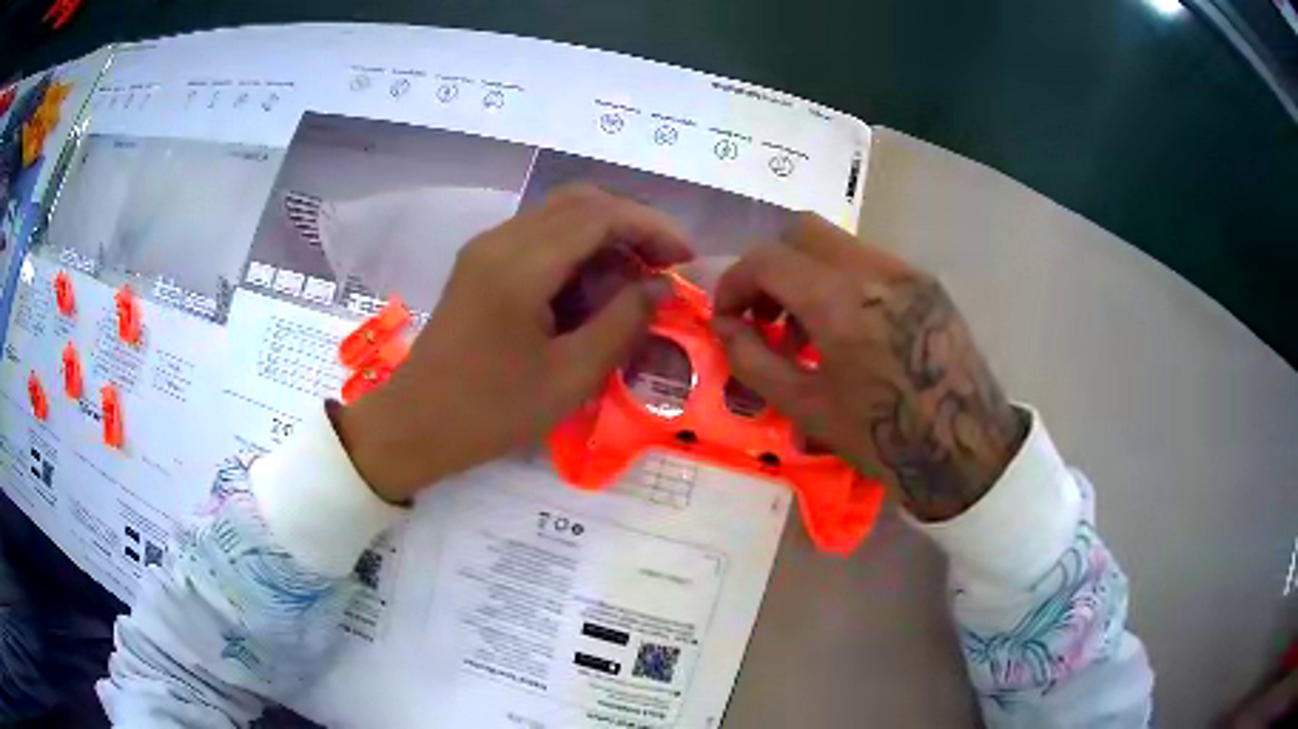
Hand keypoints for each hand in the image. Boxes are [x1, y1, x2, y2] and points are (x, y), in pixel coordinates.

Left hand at [334, 185, 692, 502]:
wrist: (416, 424)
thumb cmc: (491, 412)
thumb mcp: (570, 377)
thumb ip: (623, 323)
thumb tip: (661, 286)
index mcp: (521, 265)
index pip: (600, 215)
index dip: (651, 229)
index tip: (685, 261)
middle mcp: (501, 240)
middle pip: (581, 201)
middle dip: (632, 225)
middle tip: (664, 267)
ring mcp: (485, 248)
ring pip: (559, 214)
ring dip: (604, 235)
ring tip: (635, 280)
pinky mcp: (479, 263)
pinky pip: (538, 236)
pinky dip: (575, 249)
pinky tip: (592, 287)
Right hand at [712, 213, 1025, 521]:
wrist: (965, 449)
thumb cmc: (883, 438)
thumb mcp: (806, 407)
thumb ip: (753, 359)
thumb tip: (723, 327)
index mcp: (840, 301)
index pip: (768, 257)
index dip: (734, 282)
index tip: (729, 316)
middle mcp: (874, 268)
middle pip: (802, 230)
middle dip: (771, 265)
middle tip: (765, 314)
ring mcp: (907, 270)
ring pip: (838, 243)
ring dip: (807, 272)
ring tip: (806, 331)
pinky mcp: (928, 282)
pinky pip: (870, 262)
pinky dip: (841, 281)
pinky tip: (847, 331)